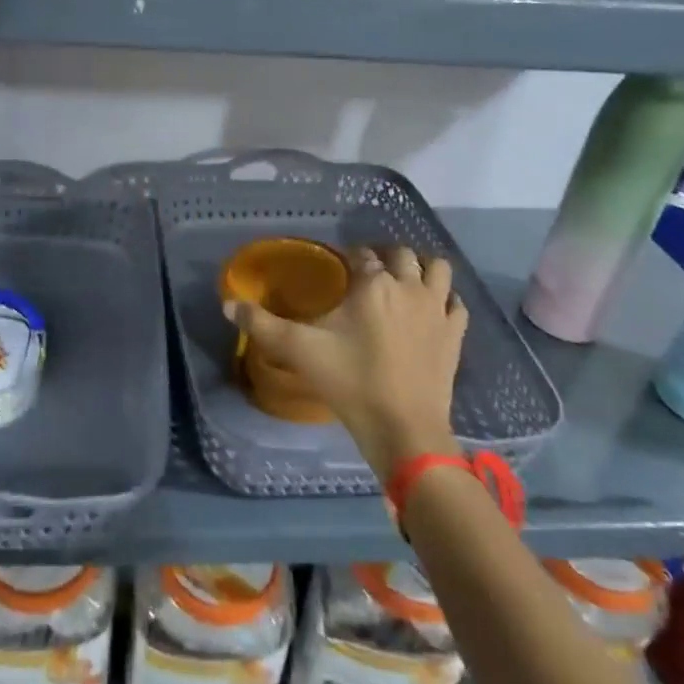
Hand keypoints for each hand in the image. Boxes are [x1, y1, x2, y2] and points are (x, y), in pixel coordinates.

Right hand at [226, 246, 467, 475]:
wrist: (404, 429)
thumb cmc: (350, 382)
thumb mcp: (299, 351)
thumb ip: (262, 325)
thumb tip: (227, 304)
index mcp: (372, 284)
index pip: (361, 254)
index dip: (349, 257)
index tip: (338, 267)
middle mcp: (408, 286)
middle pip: (401, 254)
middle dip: (385, 256)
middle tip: (368, 273)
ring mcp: (437, 310)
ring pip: (437, 269)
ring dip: (421, 268)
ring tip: (403, 282)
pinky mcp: (455, 334)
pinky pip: (455, 303)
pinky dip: (444, 299)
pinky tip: (431, 310)